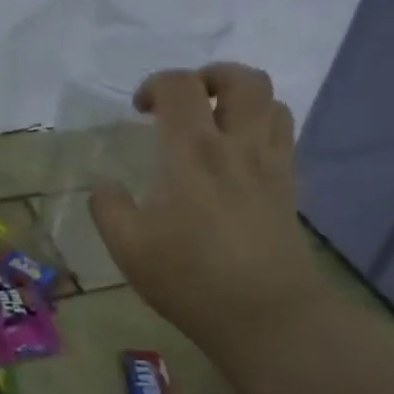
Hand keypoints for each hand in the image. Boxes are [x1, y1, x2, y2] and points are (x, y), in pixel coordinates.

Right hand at [89, 62, 326, 346]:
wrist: (268, 317)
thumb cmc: (192, 279)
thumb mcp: (129, 248)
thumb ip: (108, 208)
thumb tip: (104, 186)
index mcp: (193, 152)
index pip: (181, 86)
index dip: (156, 84)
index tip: (139, 111)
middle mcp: (238, 146)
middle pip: (244, 79)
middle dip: (211, 76)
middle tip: (186, 101)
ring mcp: (271, 165)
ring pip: (272, 103)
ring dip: (241, 100)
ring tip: (214, 123)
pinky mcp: (289, 188)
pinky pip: (282, 136)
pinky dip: (259, 128)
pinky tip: (235, 158)